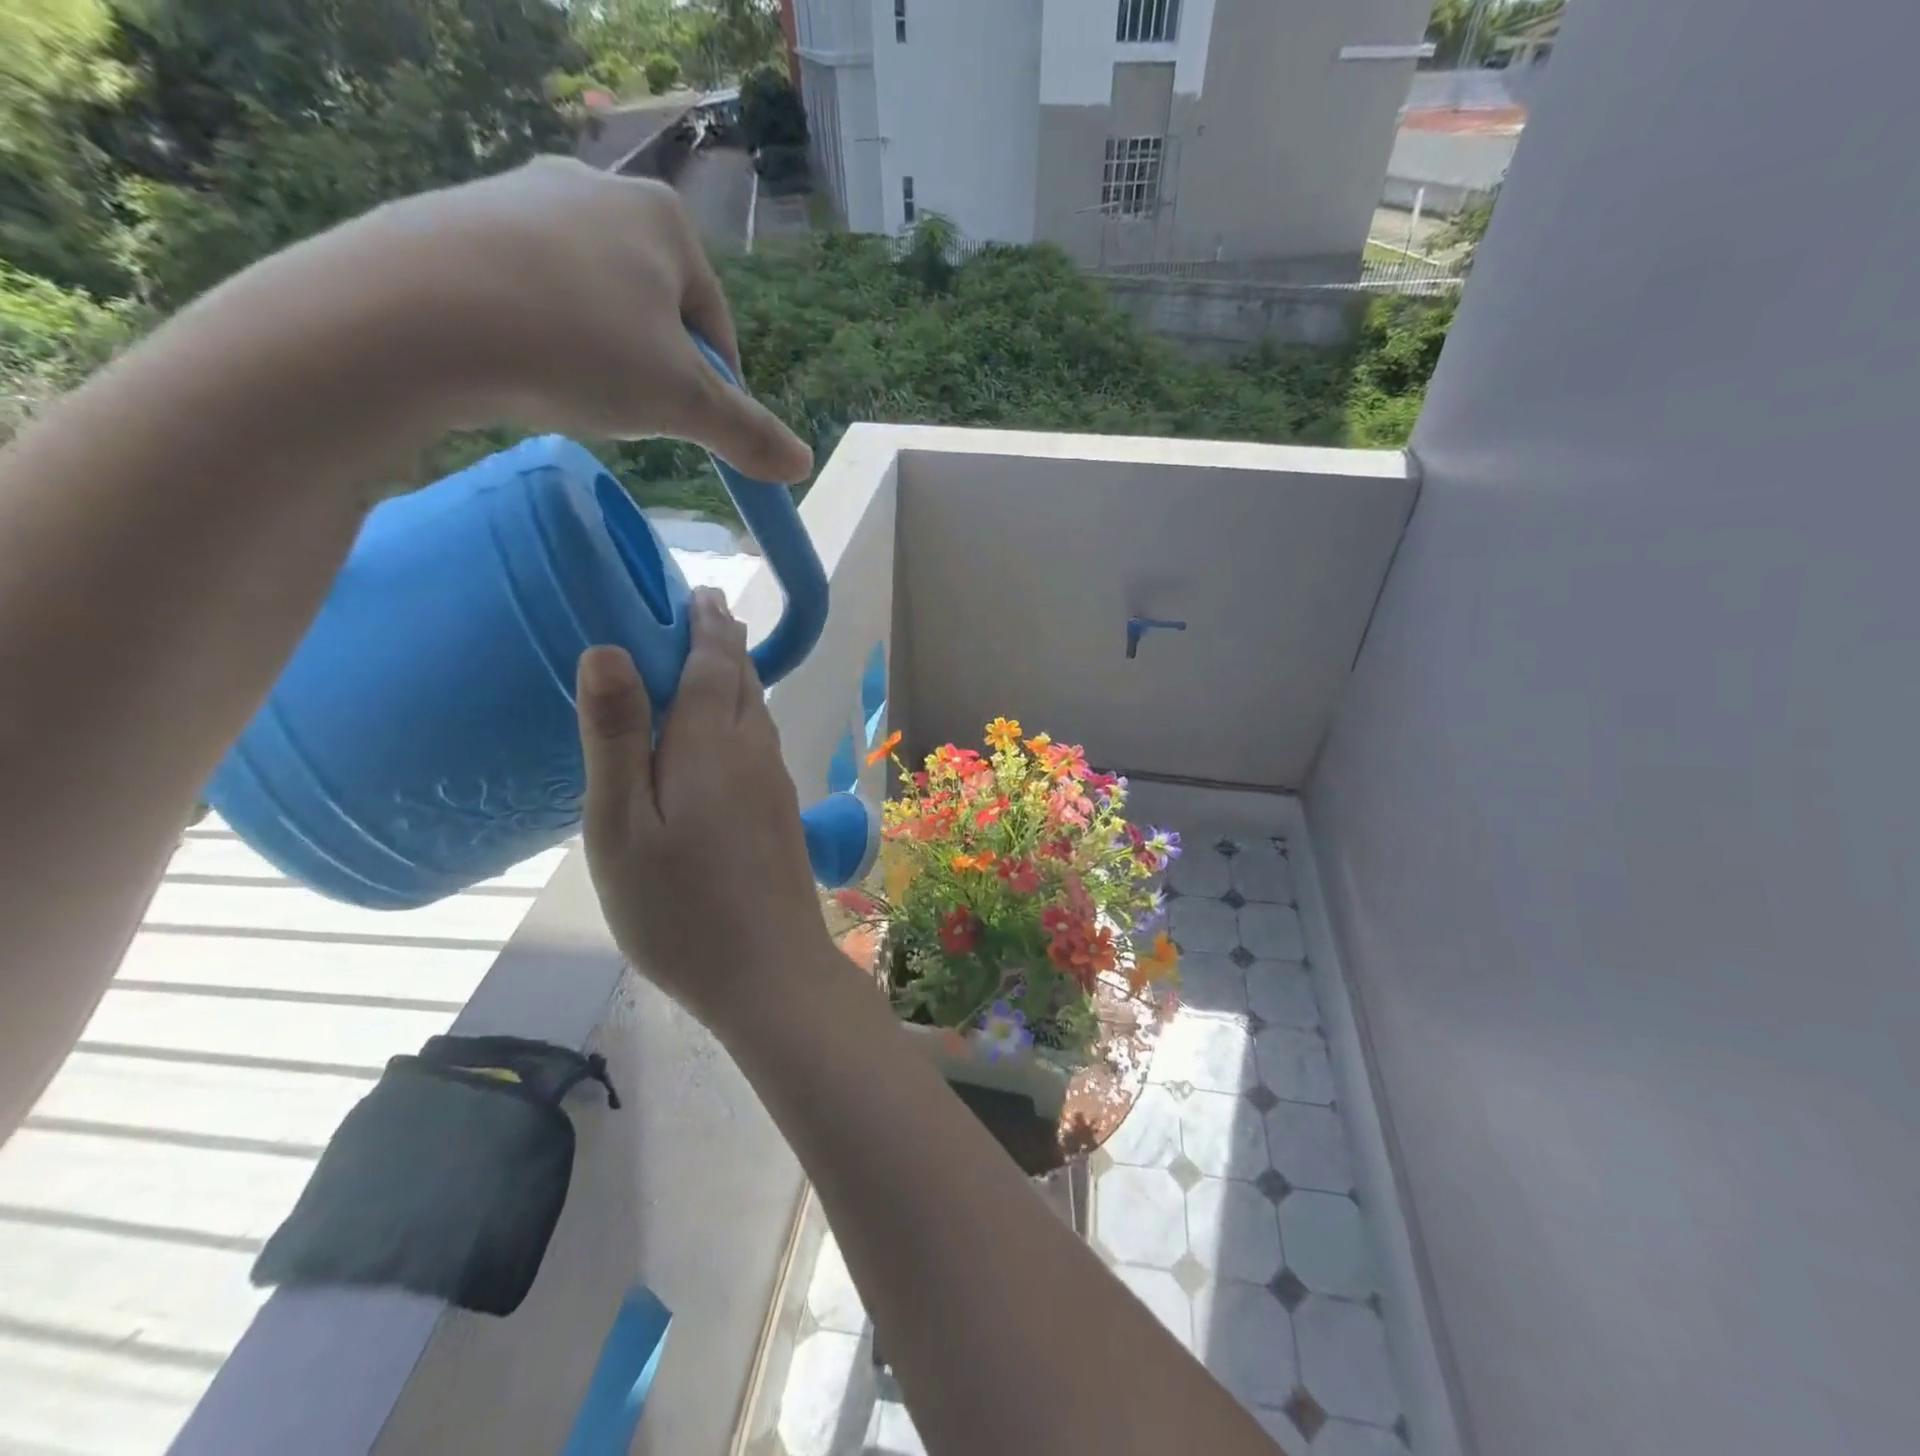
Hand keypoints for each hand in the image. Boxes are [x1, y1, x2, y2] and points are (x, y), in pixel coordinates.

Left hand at [193, 154, 813, 485]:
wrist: (410, 315)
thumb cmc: (578, 348)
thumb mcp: (683, 404)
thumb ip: (748, 433)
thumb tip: (803, 465)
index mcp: (665, 220)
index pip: (717, 327)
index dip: (714, 389)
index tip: (689, 429)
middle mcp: (598, 189)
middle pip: (658, 312)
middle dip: (654, 370)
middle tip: (628, 414)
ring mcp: (522, 196)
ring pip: (595, 303)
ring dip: (600, 356)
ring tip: (569, 391)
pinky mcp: (461, 221)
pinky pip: (531, 293)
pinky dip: (541, 337)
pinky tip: (520, 366)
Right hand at [573, 588, 834, 1032]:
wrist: (770, 973)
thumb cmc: (680, 908)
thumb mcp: (623, 826)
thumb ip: (618, 737)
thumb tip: (609, 650)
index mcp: (715, 744)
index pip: (716, 663)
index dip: (706, 625)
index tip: (698, 593)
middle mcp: (756, 753)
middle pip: (745, 682)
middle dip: (724, 645)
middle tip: (703, 615)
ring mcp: (777, 785)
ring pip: (759, 714)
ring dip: (738, 680)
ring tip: (714, 663)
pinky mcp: (784, 815)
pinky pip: (762, 746)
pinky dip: (744, 720)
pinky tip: (727, 739)